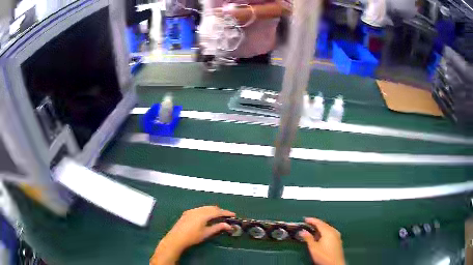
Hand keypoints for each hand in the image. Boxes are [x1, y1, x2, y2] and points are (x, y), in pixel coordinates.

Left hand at [150, 206, 234, 264]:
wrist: (176, 238)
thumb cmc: (193, 237)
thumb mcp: (206, 233)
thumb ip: (218, 227)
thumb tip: (228, 225)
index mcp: (203, 214)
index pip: (217, 211)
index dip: (226, 212)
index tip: (233, 215)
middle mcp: (197, 210)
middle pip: (211, 208)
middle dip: (220, 211)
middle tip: (227, 215)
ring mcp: (191, 211)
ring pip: (205, 207)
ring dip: (213, 210)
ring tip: (219, 216)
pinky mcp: (187, 213)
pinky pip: (200, 209)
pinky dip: (206, 211)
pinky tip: (207, 216)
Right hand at [298, 217, 344, 264]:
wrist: (335, 264)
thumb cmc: (324, 256)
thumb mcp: (313, 247)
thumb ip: (308, 238)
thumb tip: (303, 232)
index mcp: (328, 231)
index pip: (319, 222)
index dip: (311, 220)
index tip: (305, 219)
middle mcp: (334, 231)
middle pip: (324, 224)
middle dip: (316, 224)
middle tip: (308, 224)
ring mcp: (337, 236)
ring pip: (328, 228)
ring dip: (320, 228)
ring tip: (313, 231)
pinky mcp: (338, 240)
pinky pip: (330, 232)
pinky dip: (324, 232)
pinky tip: (320, 237)